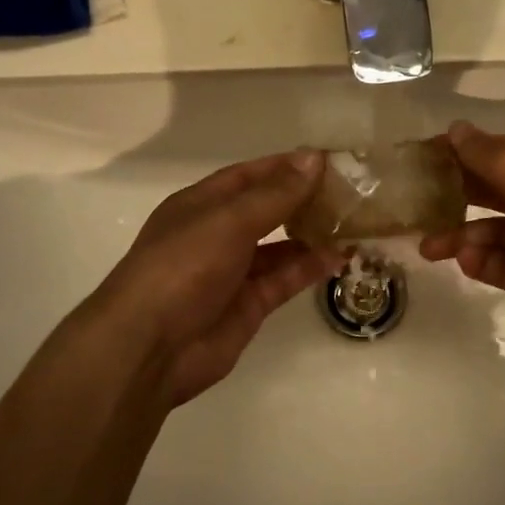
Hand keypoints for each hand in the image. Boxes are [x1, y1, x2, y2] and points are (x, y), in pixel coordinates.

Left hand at [90, 150, 338, 409]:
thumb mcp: (229, 221)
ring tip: (353, 222)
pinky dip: (311, 267)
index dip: (285, 166)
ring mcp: (233, 271)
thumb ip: (275, 194)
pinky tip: (341, 256)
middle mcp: (217, 233)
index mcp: (201, 204)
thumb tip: (314, 159)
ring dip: (312, 233)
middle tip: (350, 191)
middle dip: (303, 199)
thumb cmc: (183, 266)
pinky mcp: (249, 305)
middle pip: (266, 208)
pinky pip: (285, 278)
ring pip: (280, 245)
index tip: (328, 160)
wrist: (151, 346)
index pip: (249, 176)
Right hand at [419, 121, 504, 359]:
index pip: (502, 151)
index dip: (463, 151)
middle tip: (414, 200)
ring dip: (462, 235)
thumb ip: (492, 156)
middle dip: (456, 194)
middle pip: (495, 191)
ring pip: (494, 232)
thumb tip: (456, 130)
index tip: (422, 155)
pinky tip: (465, 262)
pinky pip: (504, 265)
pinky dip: (483, 262)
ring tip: (429, 246)